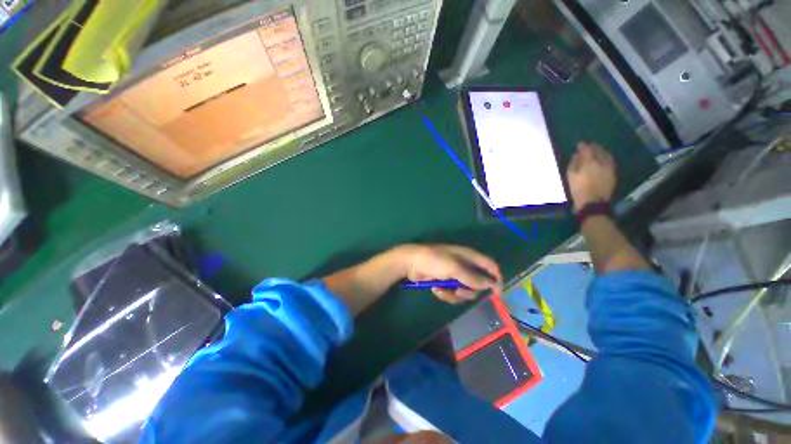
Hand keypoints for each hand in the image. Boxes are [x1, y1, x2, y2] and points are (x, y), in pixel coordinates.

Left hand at [398, 244, 502, 303]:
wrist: (410, 263)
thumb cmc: (434, 260)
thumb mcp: (454, 268)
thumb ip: (472, 277)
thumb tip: (491, 284)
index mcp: (469, 256)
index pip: (490, 266)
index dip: (496, 278)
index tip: (497, 294)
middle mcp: (463, 265)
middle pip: (477, 283)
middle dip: (469, 290)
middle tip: (459, 291)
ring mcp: (453, 274)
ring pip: (464, 291)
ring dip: (455, 294)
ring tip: (443, 289)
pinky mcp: (444, 282)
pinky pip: (452, 293)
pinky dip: (445, 294)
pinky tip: (435, 289)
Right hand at [567, 142, 615, 210]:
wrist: (593, 202)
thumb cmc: (578, 189)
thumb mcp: (571, 176)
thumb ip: (573, 164)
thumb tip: (576, 155)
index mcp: (589, 162)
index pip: (587, 150)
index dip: (583, 146)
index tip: (579, 144)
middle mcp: (601, 162)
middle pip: (598, 151)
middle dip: (593, 147)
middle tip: (589, 146)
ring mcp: (609, 168)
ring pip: (606, 155)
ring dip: (601, 151)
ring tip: (597, 151)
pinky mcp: (613, 174)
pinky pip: (610, 161)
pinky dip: (606, 158)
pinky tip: (603, 159)